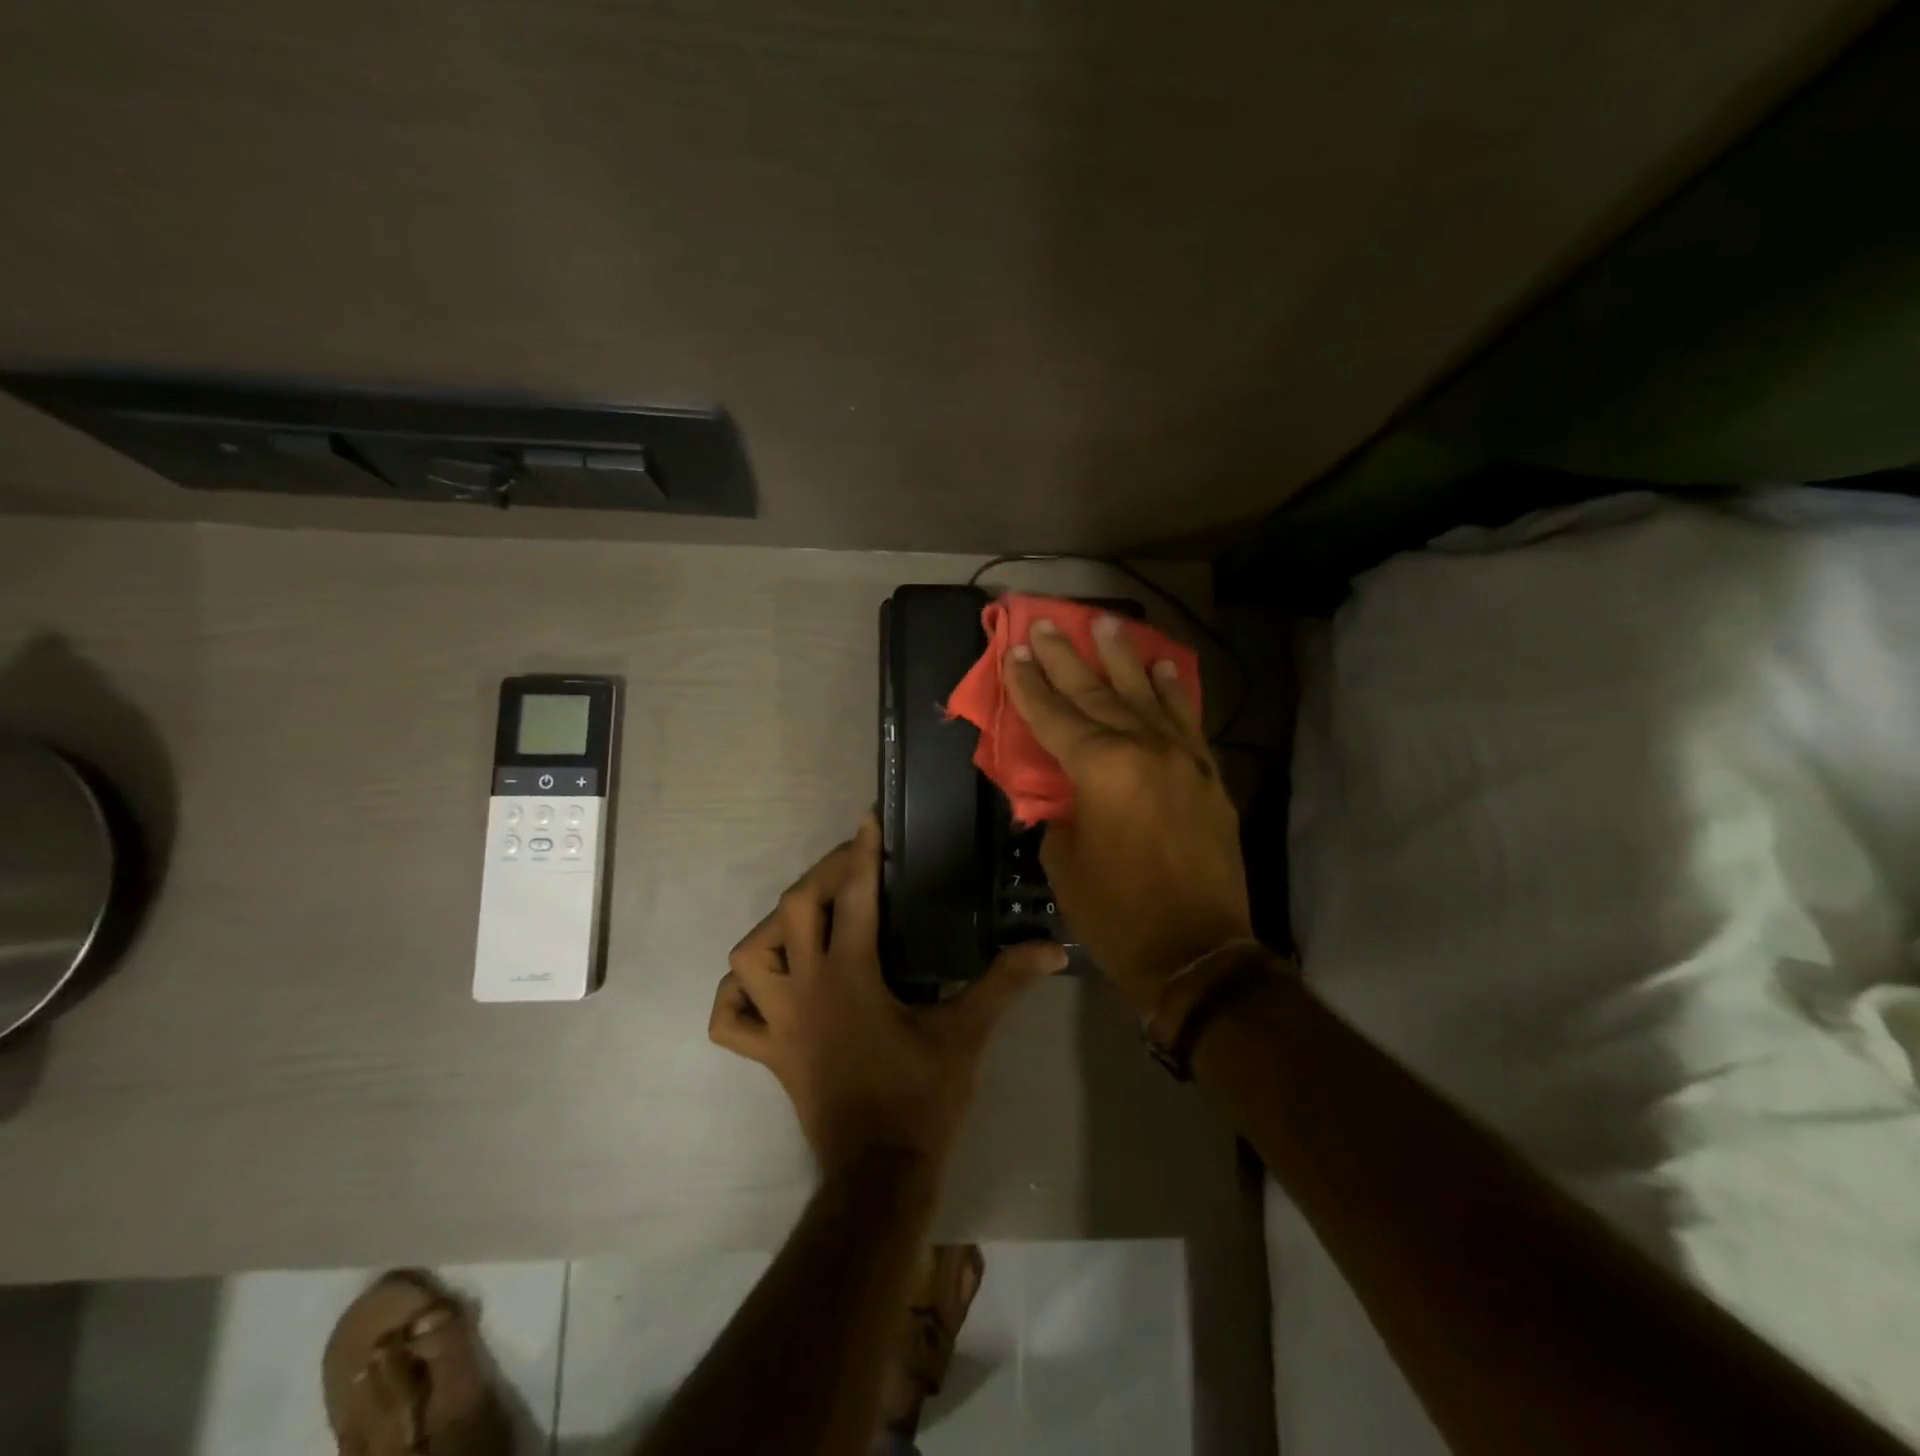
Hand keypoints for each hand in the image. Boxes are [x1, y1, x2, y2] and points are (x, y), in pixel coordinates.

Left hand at [709, 814, 1067, 1176]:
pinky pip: (729, 1021)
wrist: (880, 1173)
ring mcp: (779, 1024)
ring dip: (772, 931)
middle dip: (820, 875)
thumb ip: (1006, 982)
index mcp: (851, 976)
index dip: (862, 852)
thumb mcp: (967, 1033)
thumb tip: (1052, 948)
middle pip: (792, 909)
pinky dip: (736, 998)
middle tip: (850, 865)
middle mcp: (806, 989)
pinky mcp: (768, 1055)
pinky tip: (765, 988)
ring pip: (748, 958)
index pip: (854, 896)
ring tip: (805, 922)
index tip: (869, 819)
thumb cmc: (921, 1097)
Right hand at [1004, 615, 1252, 1013]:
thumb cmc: (1117, 913)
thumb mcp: (1064, 862)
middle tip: (1045, 622)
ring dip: (1122, 658)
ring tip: (1106, 624)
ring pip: (1145, 695)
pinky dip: (1173, 691)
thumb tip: (1060, 791)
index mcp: (1101, 769)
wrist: (1197, 952)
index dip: (1029, 684)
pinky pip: (1186, 721)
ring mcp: (1182, 758)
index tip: (1015, 650)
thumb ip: (1058, 812)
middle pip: (1096, 694)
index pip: (1054, 716)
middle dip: (1066, 658)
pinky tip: (1162, 666)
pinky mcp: (1206, 775)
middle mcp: (1143, 749)